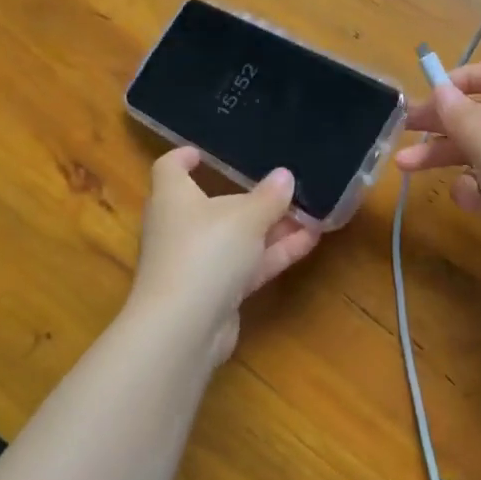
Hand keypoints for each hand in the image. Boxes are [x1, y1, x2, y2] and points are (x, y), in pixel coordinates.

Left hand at [127, 147, 321, 362]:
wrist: (184, 327)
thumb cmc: (205, 252)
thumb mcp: (246, 217)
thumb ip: (269, 196)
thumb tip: (285, 176)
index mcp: (173, 198)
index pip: (170, 168)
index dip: (185, 157)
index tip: (204, 152)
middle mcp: (179, 227)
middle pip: (211, 204)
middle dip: (248, 196)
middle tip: (281, 184)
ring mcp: (197, 262)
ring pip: (237, 237)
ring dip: (271, 226)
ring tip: (310, 212)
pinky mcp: (214, 292)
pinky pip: (247, 264)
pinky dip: (274, 253)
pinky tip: (310, 241)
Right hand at [395, 61, 480, 287]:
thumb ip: (462, 117)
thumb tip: (441, 89)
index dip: (462, 79)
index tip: (430, 95)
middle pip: (478, 114)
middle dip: (440, 122)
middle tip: (402, 128)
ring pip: (477, 149)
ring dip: (443, 156)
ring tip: (404, 166)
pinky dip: (474, 189)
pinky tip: (471, 202)